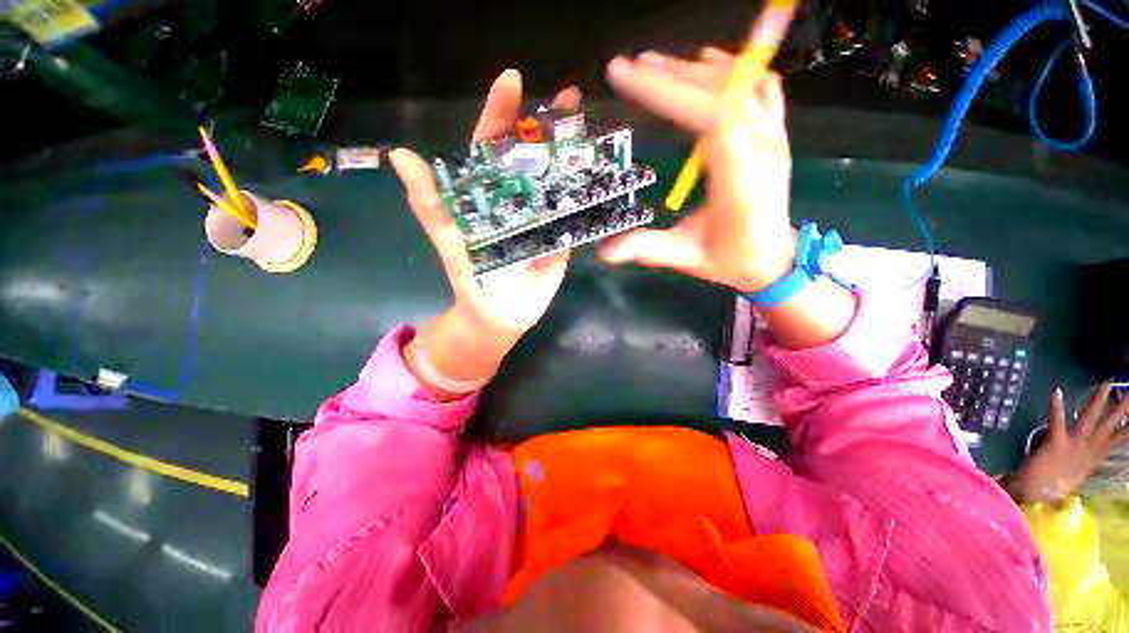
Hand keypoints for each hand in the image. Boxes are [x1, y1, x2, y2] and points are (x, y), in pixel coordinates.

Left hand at [390, 70, 580, 397]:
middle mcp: (518, 197)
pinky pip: (576, 211)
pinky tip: (606, 175)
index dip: (500, 113)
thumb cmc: (472, 279)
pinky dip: (589, 193)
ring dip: (575, 154)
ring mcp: (544, 216)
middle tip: (570, 97)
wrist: (501, 315)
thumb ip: (430, 203)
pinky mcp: (563, 235)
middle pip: (533, 155)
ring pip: (559, 178)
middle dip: (550, 125)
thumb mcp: (449, 239)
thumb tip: (398, 154)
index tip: (512, 79)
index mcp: (488, 192)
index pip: (491, 145)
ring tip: (593, 131)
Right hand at [601, 49, 856, 348]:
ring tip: (657, 65)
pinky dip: (733, 70)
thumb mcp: (686, 258)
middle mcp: (761, 149)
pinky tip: (710, 65)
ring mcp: (772, 137)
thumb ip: (646, 250)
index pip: (711, 117)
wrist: (774, 259)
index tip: (630, 78)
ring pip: (740, 83)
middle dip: (672, 76)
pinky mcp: (775, 134)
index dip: (671, 92)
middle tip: (631, 67)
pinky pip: (761, 87)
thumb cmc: (731, 259)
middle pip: (722, 92)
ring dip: (696, 70)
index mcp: (739, 181)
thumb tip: (605, 250)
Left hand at [1012, 382, 1128, 503]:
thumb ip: (1084, 462)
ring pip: (1090, 418)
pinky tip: (1057, 391)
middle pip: (1109, 424)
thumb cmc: (1053, 485)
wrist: (1035, 497)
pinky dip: (1057, 407)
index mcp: (1094, 456)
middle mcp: (1088, 448)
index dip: (1128, 425)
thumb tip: (1094, 454)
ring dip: (1099, 400)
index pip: (1117, 436)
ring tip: (1107, 383)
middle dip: (1123, 407)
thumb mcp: (1076, 474)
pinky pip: (1057, 421)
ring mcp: (1074, 445)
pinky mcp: (1056, 443)